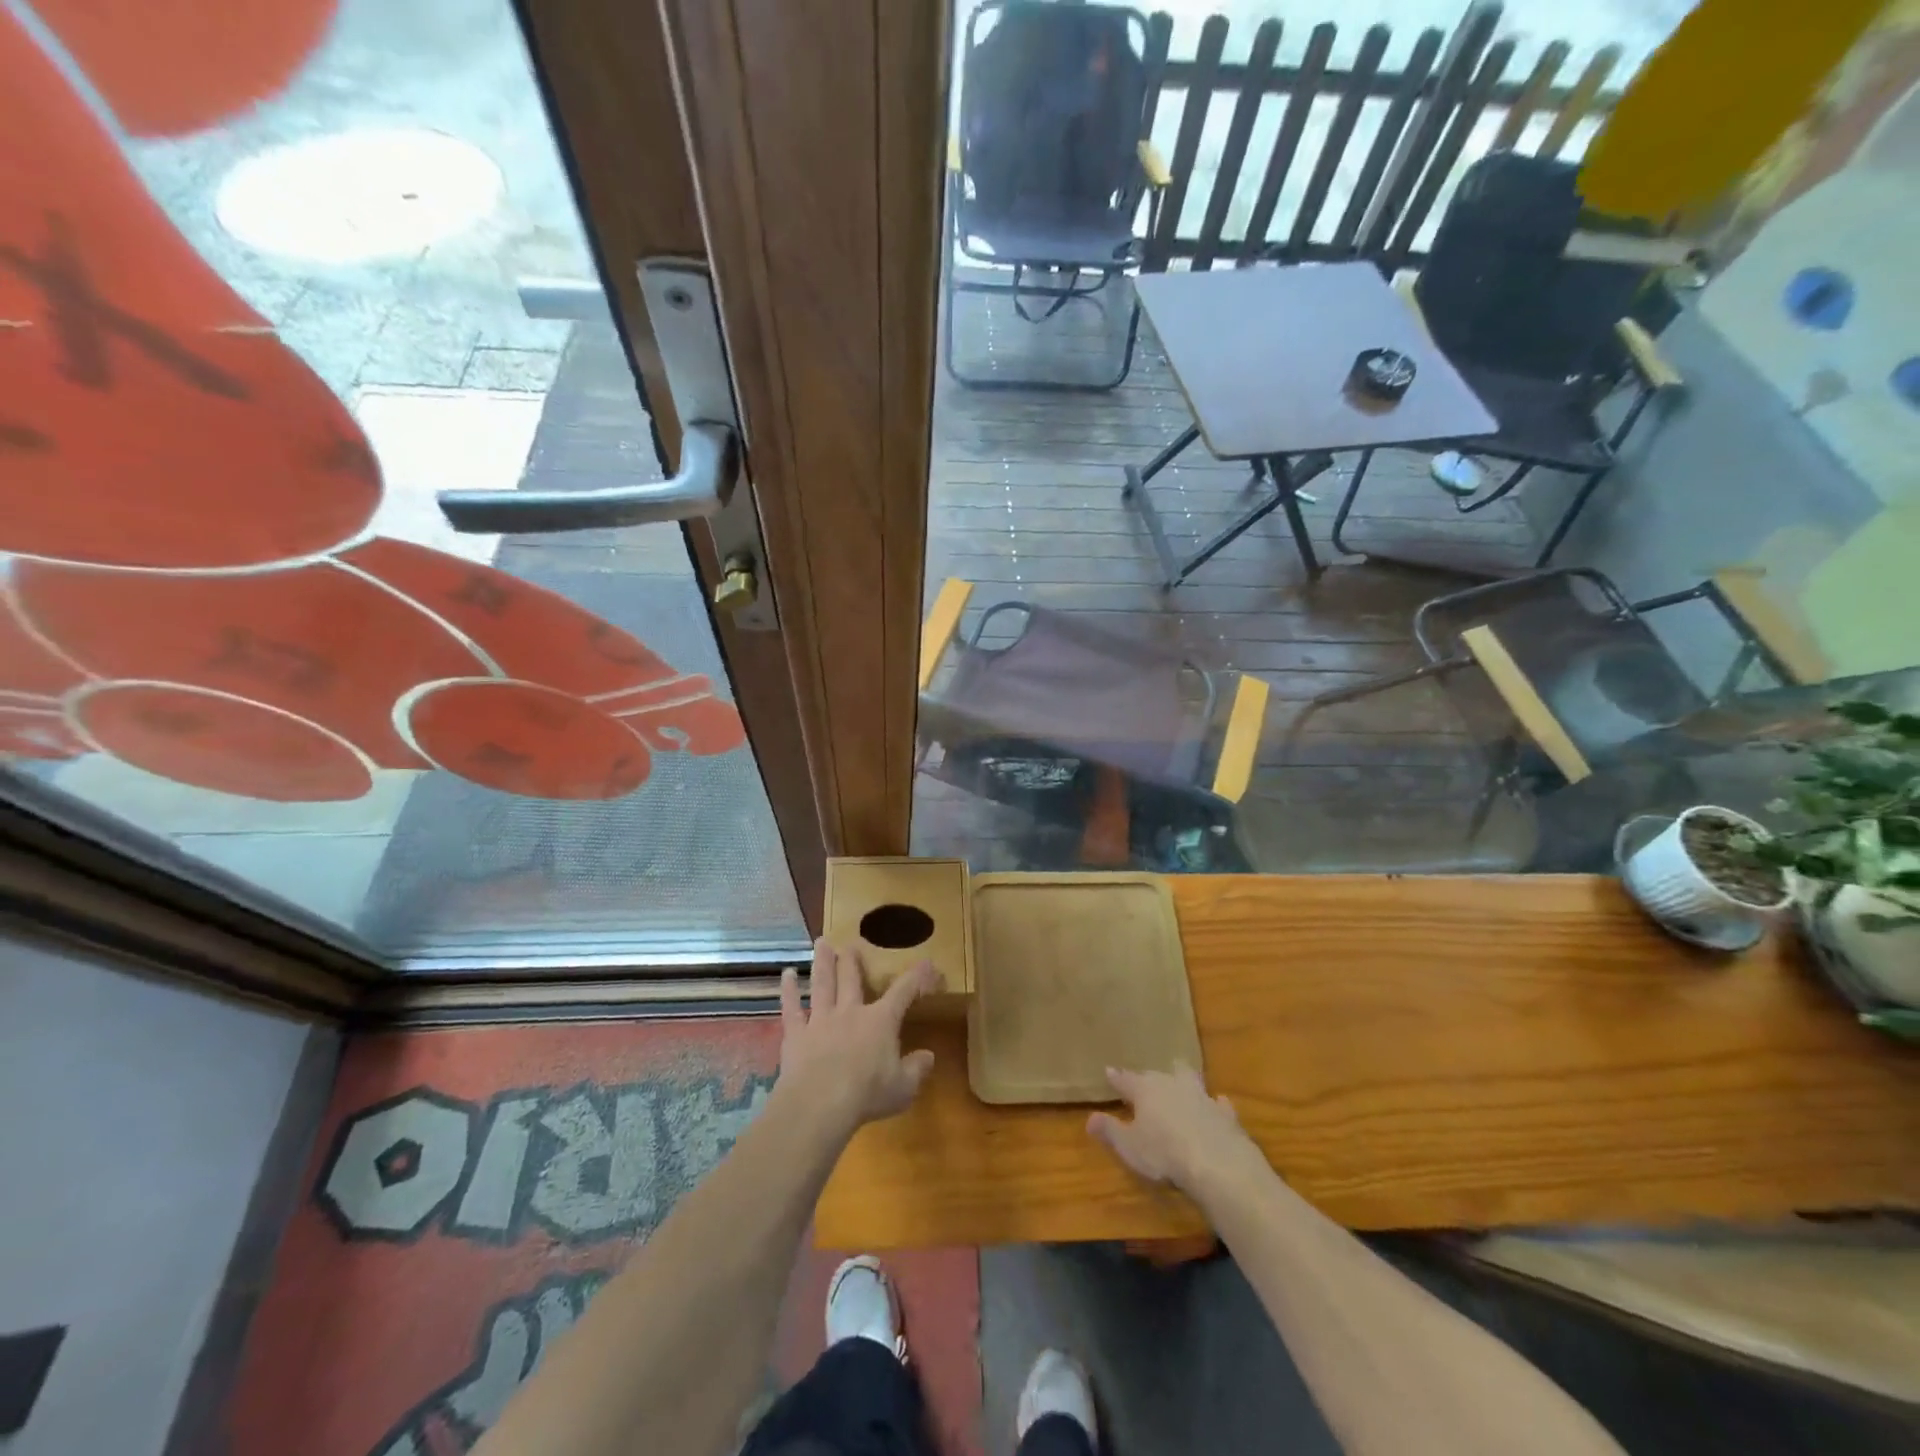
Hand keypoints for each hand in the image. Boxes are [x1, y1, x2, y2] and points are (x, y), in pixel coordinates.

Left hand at [777, 940, 936, 1131]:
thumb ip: (917, 1069)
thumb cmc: (867, 1095)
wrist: (820, 1105)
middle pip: (852, 978)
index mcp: (881, 1021)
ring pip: (823, 984)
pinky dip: (788, 990)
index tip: (927, 962)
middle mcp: (851, 1012)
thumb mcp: (903, 1087)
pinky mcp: (796, 1034)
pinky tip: (786, 974)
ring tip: (821, 943)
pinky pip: (791, 1007)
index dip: (917, 976)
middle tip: (852, 943)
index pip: (903, 992)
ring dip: (822, 962)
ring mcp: (821, 1020)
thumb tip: (929, 1056)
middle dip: (853, 960)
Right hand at [1087, 1064, 1265, 1194]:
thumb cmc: (1164, 1153)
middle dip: (1150, 1077)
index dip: (1116, 1078)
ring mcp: (1201, 1096)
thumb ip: (1110, 1130)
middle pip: (1157, 1074)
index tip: (1108, 1071)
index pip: (1125, 1079)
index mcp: (1145, 1090)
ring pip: (1189, 1078)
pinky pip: (1218, 1103)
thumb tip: (1090, 1117)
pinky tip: (1218, 1103)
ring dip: (1183, 1078)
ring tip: (1180, 1078)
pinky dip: (1216, 1104)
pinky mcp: (1225, 1114)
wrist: (1217, 1163)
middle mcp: (1171, 1085)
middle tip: (1146, 1082)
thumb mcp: (1129, 1147)